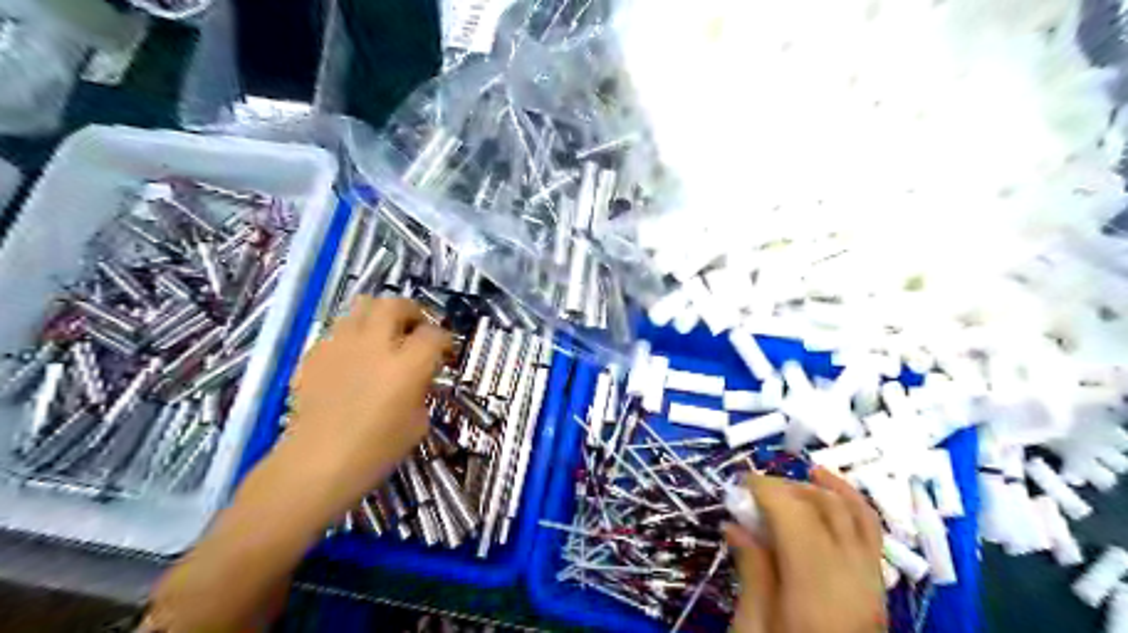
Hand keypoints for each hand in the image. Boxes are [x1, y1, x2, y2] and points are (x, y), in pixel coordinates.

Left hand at [288, 299, 452, 497]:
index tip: (444, 351)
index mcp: (407, 364)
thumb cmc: (375, 452)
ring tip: (381, 335)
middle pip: (396, 304)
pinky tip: (352, 358)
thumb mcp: (417, 424)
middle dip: (411, 311)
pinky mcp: (315, 353)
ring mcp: (341, 345)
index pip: (434, 334)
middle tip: (414, 328)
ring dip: (378, 316)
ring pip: (363, 306)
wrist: (315, 464)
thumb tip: (417, 379)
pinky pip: (338, 330)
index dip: (444, 340)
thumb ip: (421, 391)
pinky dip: (352, 336)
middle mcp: (376, 344)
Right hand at [726, 466, 885, 632]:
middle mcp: (852, 581)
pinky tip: (835, 500)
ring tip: (803, 475)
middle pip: (826, 511)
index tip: (740, 482)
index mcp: (816, 592)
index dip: (767, 489)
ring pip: (858, 518)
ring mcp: (873, 588)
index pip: (796, 516)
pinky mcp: (879, 595)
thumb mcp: (753, 631)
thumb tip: (735, 525)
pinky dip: (854, 509)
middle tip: (754, 490)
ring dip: (827, 491)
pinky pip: (872, 538)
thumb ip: (752, 572)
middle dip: (789, 488)